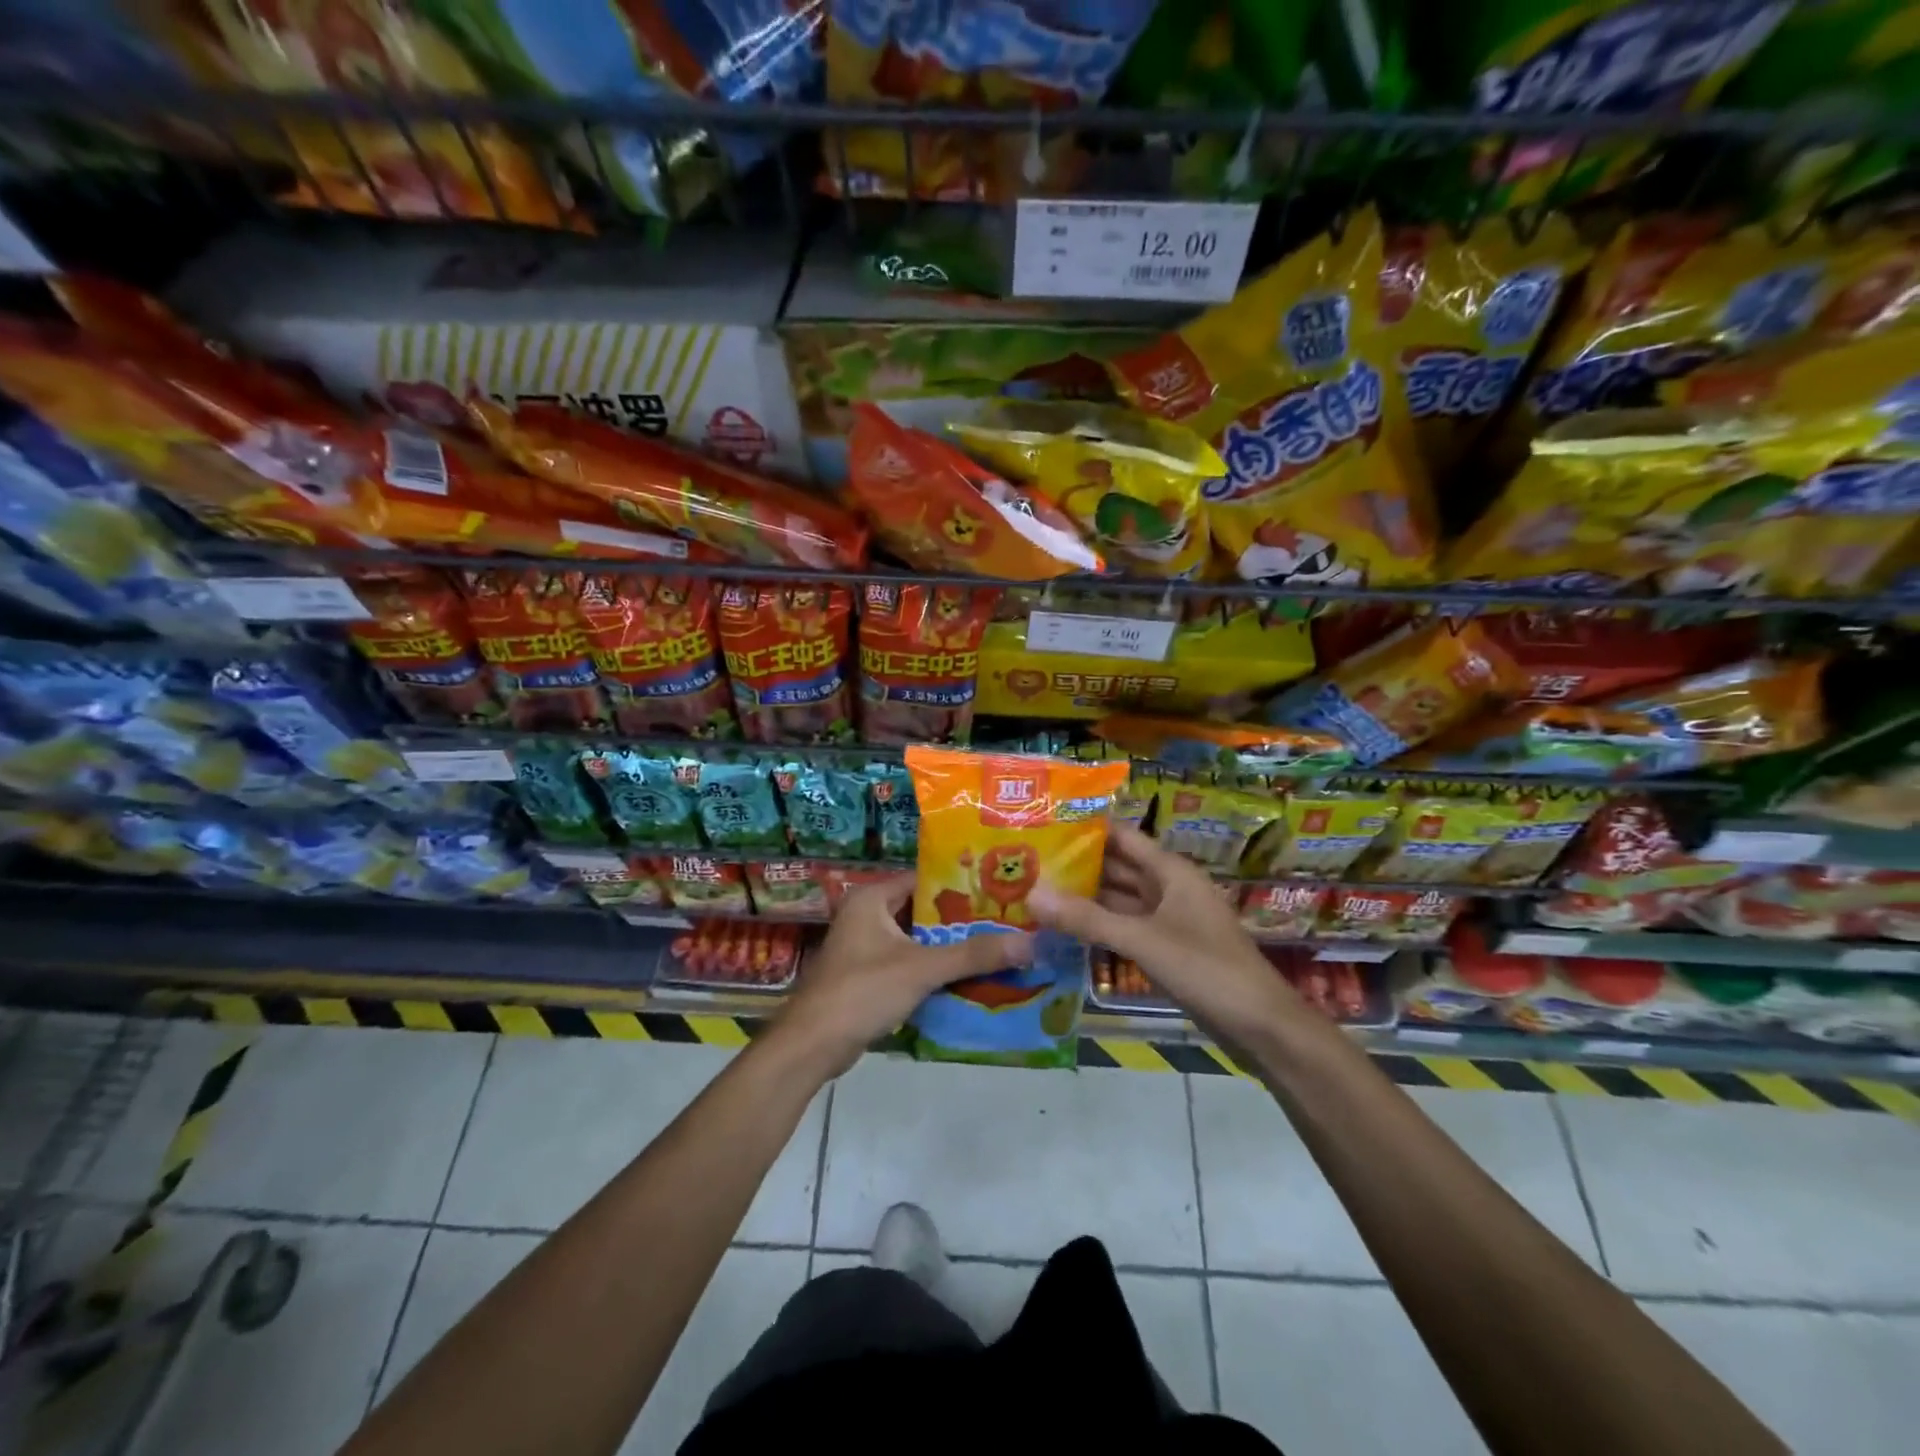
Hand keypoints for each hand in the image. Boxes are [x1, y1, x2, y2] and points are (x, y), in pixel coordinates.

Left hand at [773, 873, 1033, 1078]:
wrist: (812, 1046)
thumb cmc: (863, 991)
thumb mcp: (922, 968)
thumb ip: (973, 954)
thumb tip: (1028, 943)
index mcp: (871, 898)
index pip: (923, 878)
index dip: (960, 883)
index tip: (998, 890)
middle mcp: (866, 915)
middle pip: (922, 910)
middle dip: (960, 919)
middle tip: (1004, 920)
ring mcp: (864, 947)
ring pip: (916, 939)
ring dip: (948, 947)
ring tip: (995, 946)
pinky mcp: (866, 976)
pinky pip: (907, 963)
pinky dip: (932, 969)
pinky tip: (966, 977)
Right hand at [1030, 824, 1299, 1046]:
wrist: (1260, 1025)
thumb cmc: (1206, 969)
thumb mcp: (1141, 940)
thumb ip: (1086, 919)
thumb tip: (1032, 893)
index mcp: (1170, 871)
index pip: (1122, 836)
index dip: (1086, 829)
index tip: (1043, 825)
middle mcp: (1169, 888)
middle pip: (1117, 867)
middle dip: (1078, 865)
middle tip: (1029, 862)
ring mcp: (1169, 920)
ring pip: (1120, 900)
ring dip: (1086, 897)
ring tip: (1038, 892)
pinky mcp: (1167, 948)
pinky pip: (1126, 928)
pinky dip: (1100, 926)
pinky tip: (1066, 930)